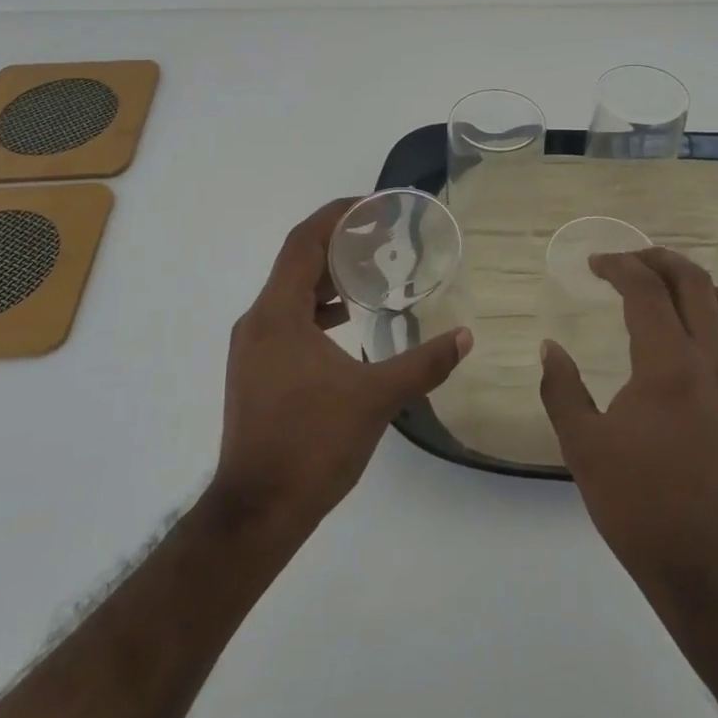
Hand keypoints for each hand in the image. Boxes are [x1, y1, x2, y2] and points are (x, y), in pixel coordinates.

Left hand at [210, 198, 472, 541]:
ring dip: (326, 279)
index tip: (370, 205)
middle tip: (380, 236)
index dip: (334, 216)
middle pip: (295, 264)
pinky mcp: (255, 373)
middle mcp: (257, 322)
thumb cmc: (311, 444)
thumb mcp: (375, 399)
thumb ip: (423, 364)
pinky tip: (347, 324)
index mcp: (277, 314)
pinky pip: (286, 321)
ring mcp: (252, 349)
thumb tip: (465, 337)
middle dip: (336, 245)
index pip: (303, 242)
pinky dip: (316, 310)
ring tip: (369, 275)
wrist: (257, 513)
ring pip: (289, 294)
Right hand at [538, 248, 717, 591]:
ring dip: (692, 280)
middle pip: (693, 282)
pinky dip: (713, 310)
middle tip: (623, 262)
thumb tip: (550, 348)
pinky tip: (686, 328)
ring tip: (660, 284)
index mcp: (667, 364)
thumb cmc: (638, 504)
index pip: (647, 290)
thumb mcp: (583, 446)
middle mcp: (707, 360)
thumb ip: (562, 389)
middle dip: (656, 259)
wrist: (706, 564)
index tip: (592, 264)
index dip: (617, 266)